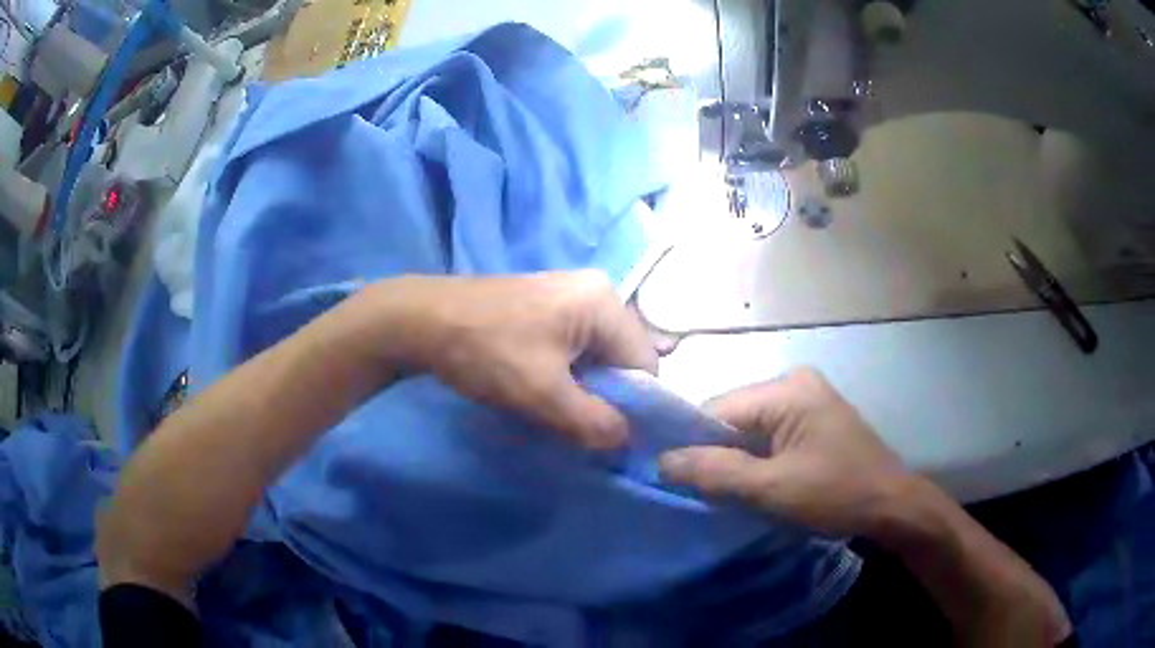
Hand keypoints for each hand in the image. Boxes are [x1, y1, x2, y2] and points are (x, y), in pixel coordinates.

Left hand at [359, 271, 657, 448]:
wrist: (420, 320)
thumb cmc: (486, 351)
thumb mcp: (544, 394)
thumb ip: (595, 422)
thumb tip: (626, 440)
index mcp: (605, 302)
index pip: (644, 363)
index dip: (635, 405)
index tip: (608, 435)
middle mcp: (595, 291)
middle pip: (621, 358)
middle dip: (605, 397)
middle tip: (576, 423)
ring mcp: (568, 295)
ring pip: (595, 356)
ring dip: (583, 389)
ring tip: (553, 408)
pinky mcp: (545, 305)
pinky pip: (573, 347)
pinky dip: (565, 374)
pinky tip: (539, 387)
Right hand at [659, 368, 910, 536]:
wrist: (892, 506)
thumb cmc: (836, 494)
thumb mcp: (772, 489)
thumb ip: (716, 473)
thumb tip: (662, 460)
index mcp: (787, 389)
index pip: (717, 409)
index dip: (693, 444)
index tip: (676, 479)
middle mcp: (796, 381)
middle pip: (734, 416)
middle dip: (717, 453)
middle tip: (706, 491)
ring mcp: (808, 398)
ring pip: (751, 428)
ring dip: (738, 459)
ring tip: (729, 491)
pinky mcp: (815, 417)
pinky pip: (771, 433)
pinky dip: (758, 457)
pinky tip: (757, 481)